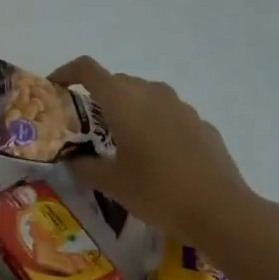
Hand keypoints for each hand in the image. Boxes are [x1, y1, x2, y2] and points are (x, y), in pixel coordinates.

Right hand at [50, 57, 256, 245]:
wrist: (222, 211)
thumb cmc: (158, 191)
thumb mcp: (111, 184)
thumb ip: (84, 166)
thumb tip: (72, 160)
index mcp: (122, 100)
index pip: (87, 68)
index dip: (66, 72)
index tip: (56, 88)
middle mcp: (150, 93)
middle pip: (116, 81)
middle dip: (99, 96)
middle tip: (90, 125)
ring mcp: (180, 106)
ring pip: (145, 95)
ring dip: (130, 109)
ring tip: (125, 141)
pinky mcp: (202, 124)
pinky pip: (170, 114)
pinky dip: (157, 124)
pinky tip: (160, 157)